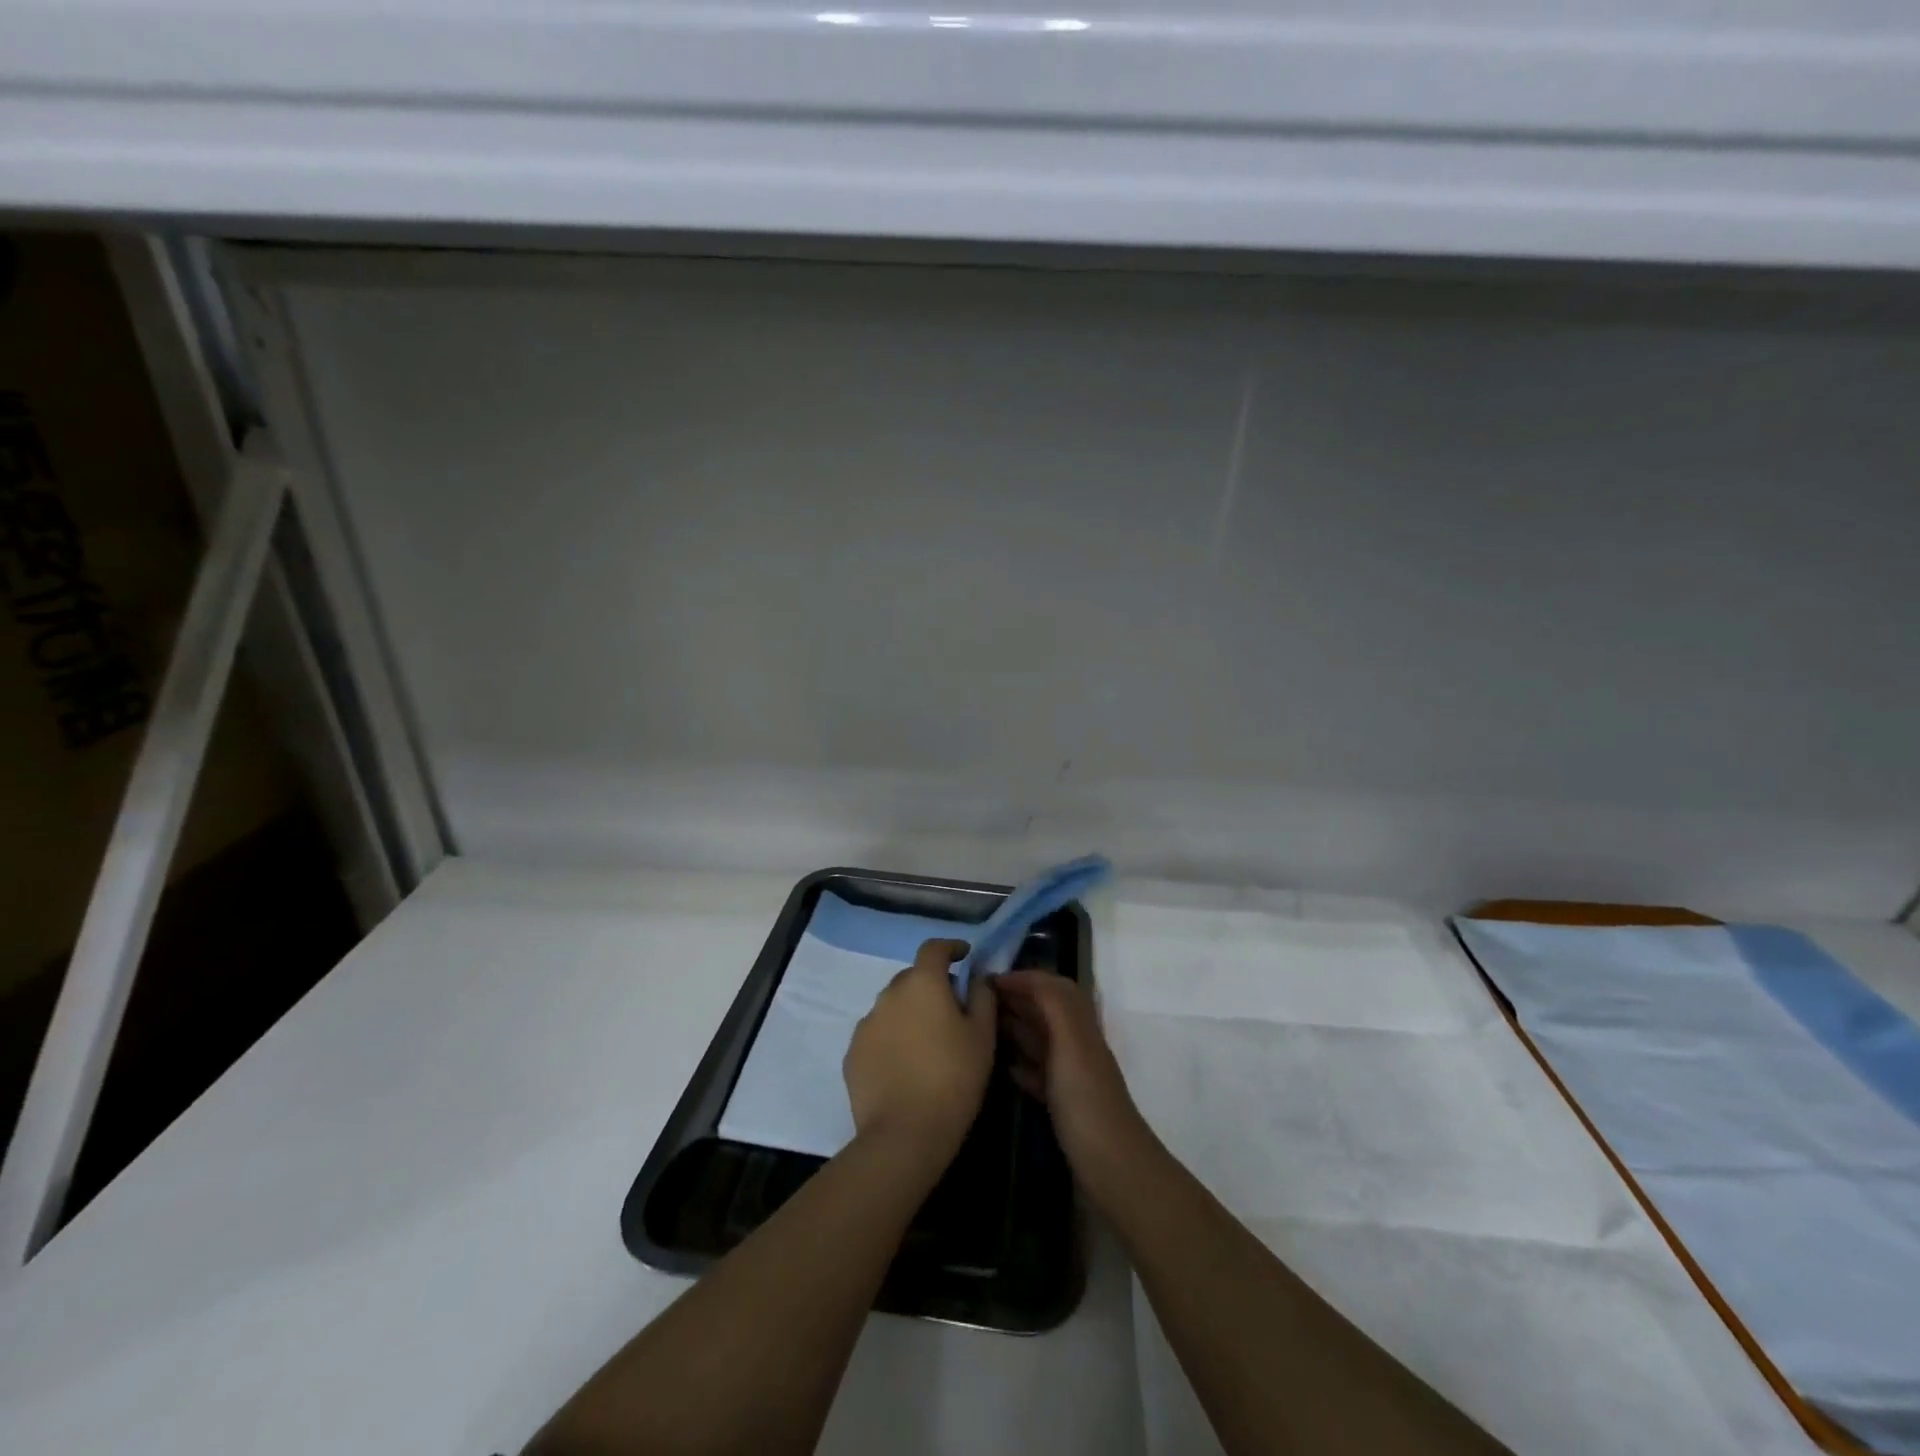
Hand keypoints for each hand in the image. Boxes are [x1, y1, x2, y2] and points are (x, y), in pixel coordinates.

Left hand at [844, 939, 997, 1161]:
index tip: (964, 957)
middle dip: (931, 986)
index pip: (934, 948)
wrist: (904, 1133)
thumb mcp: (983, 1036)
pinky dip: (891, 1039)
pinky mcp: (852, 1052)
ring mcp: (866, 1023)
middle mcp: (889, 993)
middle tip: (951, 1011)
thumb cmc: (954, 1078)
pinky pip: (877, 1034)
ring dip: (909, 1013)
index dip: (951, 948)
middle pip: (912, 977)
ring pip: (892, 1006)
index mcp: (922, 983)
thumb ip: (983, 997)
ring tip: (926, 1044)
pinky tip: (904, 1066)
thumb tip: (977, 977)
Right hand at [996, 971, 1157, 1208]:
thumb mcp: (1070, 1044)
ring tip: (980, 1027)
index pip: (1052, 987)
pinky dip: (1020, 1064)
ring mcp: (1071, 1075)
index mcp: (1080, 1026)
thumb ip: (1053, 1005)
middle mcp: (1076, 1044)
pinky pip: (1038, 1073)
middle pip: (1046, 1010)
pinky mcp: (1063, 1104)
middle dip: (1016, 999)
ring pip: (1041, 1040)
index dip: (1023, 978)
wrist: (1112, 1168)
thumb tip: (1027, 976)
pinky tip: (1002, 1067)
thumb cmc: (1086, 1101)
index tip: (986, 980)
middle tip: (976, 1000)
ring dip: (1015, 1028)